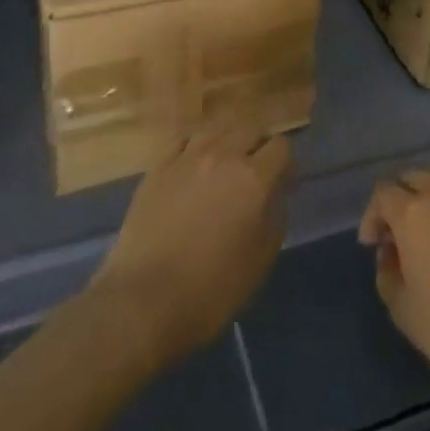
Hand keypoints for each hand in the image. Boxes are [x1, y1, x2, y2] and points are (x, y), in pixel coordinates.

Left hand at [91, 119, 292, 368]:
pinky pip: (184, 141)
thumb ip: (275, 216)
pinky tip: (193, 166)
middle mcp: (224, 156)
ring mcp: (187, 158)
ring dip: (227, 144)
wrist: (144, 301)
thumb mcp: (261, 259)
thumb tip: (273, 194)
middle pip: (250, 129)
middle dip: (258, 147)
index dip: (285, 165)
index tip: (281, 186)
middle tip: (255, 174)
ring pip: (217, 130)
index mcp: (254, 178)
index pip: (281, 146)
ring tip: (223, 167)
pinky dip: (195, 147)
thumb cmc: (212, 288)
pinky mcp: (158, 168)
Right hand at [358, 161, 429, 390]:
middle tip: (398, 233)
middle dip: (398, 199)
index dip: (373, 215)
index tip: (373, 243)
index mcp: (412, 212)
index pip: (383, 193)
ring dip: (428, 187)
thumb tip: (390, 254)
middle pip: (410, 176)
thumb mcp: (405, 312)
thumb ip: (388, 276)